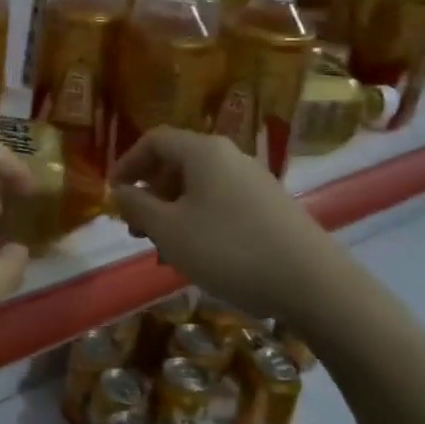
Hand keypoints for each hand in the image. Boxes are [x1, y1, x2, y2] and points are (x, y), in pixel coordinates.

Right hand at [111, 127, 344, 321]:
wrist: (312, 283)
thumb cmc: (228, 249)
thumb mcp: (169, 230)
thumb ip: (137, 207)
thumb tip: (120, 192)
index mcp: (204, 152)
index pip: (154, 140)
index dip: (127, 163)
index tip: (113, 194)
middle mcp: (230, 157)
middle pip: (177, 163)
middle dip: (149, 193)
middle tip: (135, 228)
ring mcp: (254, 182)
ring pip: (199, 187)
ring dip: (172, 212)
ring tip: (163, 250)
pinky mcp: (270, 207)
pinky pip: (221, 204)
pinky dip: (198, 221)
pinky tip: (197, 256)